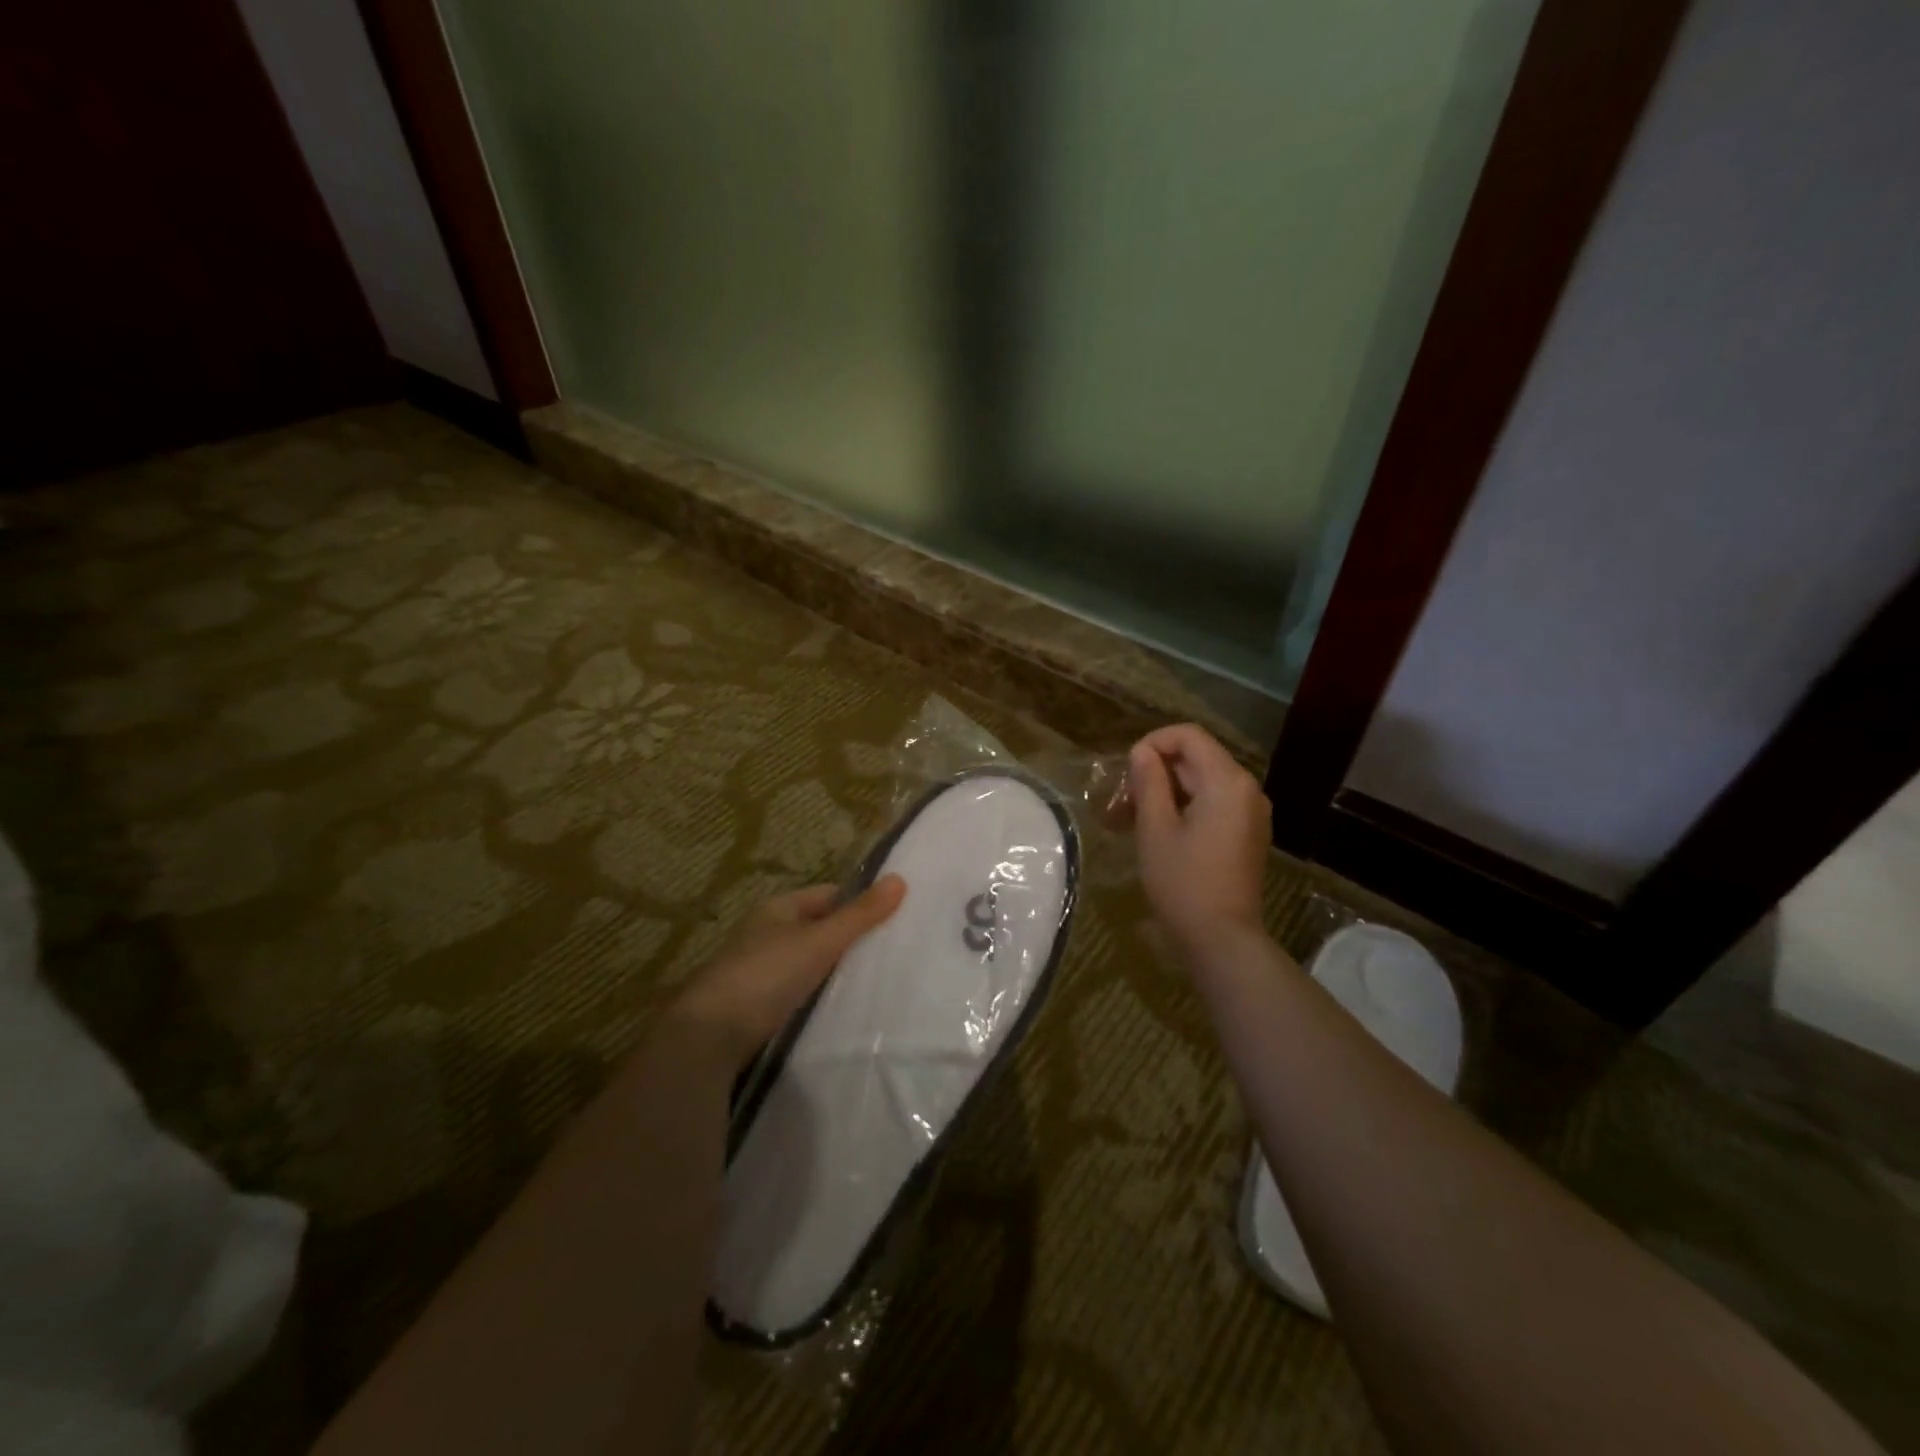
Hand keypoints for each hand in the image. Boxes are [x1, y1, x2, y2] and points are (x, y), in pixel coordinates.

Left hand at [668, 877, 906, 1068]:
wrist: (708, 1036)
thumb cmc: (766, 976)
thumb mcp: (819, 942)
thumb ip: (859, 915)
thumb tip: (900, 879)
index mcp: (779, 908)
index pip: (829, 895)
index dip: (860, 903)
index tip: (895, 919)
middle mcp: (767, 932)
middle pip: (819, 927)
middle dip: (850, 938)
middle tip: (892, 952)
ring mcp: (759, 968)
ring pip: (809, 960)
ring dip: (834, 968)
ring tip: (874, 981)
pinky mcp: (756, 1003)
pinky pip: (798, 988)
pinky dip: (818, 993)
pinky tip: (839, 1007)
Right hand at [1128, 725, 1270, 957]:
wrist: (1221, 939)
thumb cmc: (1183, 881)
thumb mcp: (1156, 828)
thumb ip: (1149, 781)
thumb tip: (1142, 752)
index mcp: (1227, 781)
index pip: (1189, 736)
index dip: (1153, 743)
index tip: (1127, 771)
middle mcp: (1246, 789)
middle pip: (1196, 759)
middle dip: (1155, 772)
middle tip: (1120, 801)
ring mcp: (1250, 813)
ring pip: (1201, 783)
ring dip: (1164, 792)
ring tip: (1128, 818)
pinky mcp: (1246, 834)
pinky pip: (1213, 804)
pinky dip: (1183, 808)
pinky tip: (1155, 831)